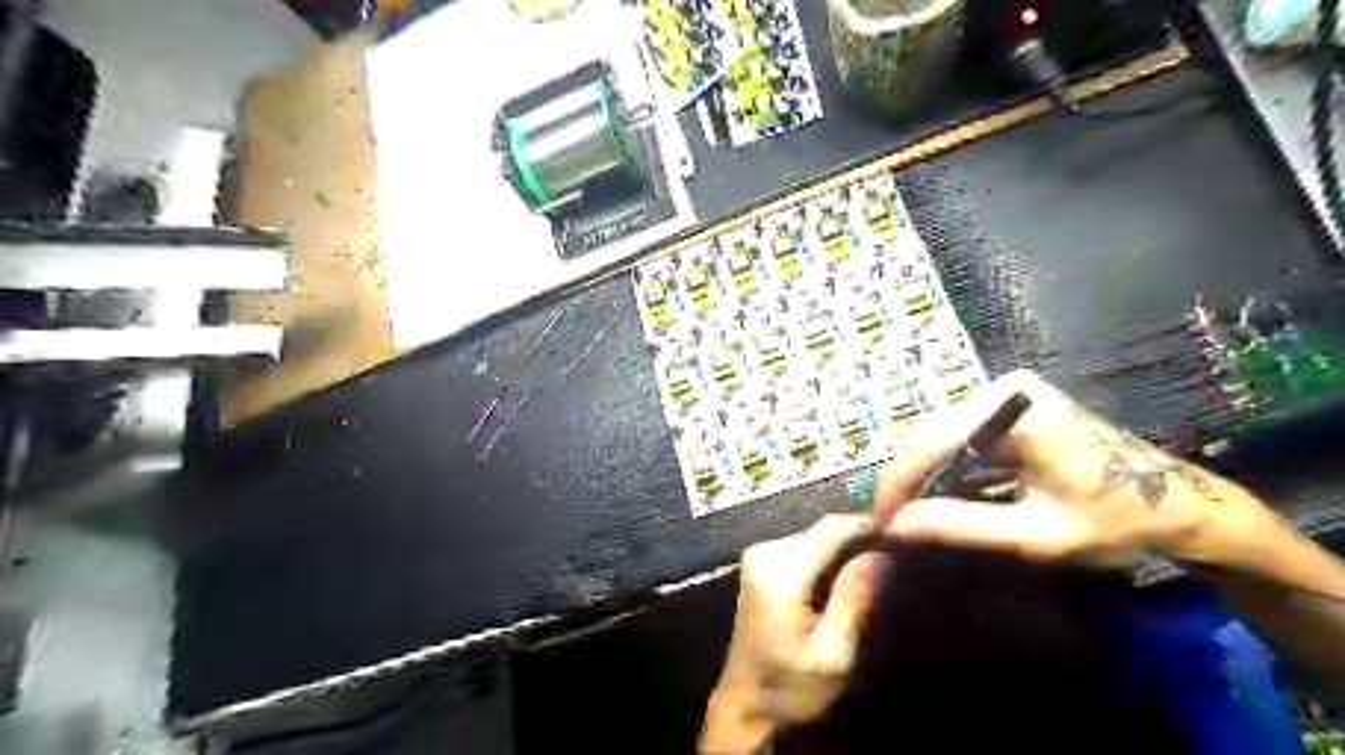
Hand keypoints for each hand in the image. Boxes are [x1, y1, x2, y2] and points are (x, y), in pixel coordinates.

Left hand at [704, 513, 883, 754]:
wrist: (744, 701)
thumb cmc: (789, 686)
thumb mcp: (831, 655)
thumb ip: (853, 600)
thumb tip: (881, 554)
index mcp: (780, 575)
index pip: (830, 531)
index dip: (867, 525)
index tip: (903, 531)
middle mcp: (764, 553)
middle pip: (822, 530)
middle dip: (858, 540)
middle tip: (893, 560)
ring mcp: (759, 554)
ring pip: (815, 536)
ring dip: (844, 549)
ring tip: (874, 570)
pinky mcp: (760, 560)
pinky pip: (804, 546)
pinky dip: (827, 557)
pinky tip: (844, 579)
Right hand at [873, 373, 1292, 571]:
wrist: (1181, 505)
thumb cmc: (1117, 521)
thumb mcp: (1037, 535)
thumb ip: (960, 526)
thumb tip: (893, 528)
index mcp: (1014, 409)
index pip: (932, 443)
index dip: (897, 484)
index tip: (876, 522)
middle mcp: (1003, 389)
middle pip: (932, 436)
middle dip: (907, 482)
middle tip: (888, 523)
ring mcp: (1006, 395)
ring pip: (942, 438)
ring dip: (923, 479)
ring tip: (906, 516)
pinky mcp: (1009, 409)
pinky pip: (961, 440)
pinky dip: (947, 473)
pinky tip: (937, 500)